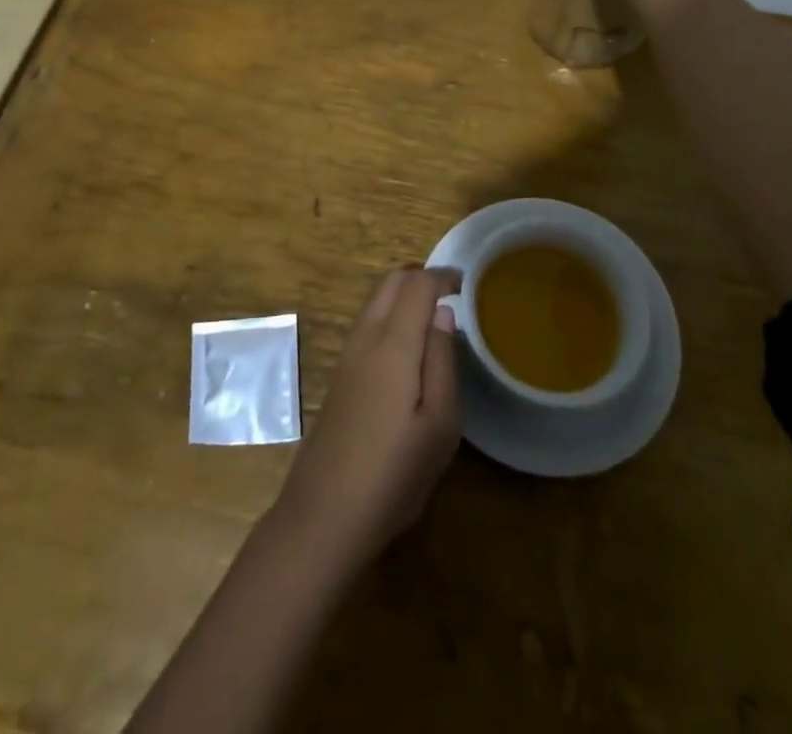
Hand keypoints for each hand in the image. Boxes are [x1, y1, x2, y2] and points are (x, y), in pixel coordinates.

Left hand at [272, 268, 460, 572]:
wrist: (324, 514)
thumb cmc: (393, 474)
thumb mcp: (439, 426)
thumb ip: (442, 362)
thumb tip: (443, 313)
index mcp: (392, 345)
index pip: (416, 285)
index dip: (442, 277)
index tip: (467, 285)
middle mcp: (364, 338)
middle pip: (390, 282)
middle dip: (421, 278)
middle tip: (452, 296)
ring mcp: (346, 354)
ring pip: (375, 300)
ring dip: (404, 295)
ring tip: (435, 318)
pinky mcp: (339, 373)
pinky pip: (367, 322)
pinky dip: (390, 314)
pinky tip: (408, 347)